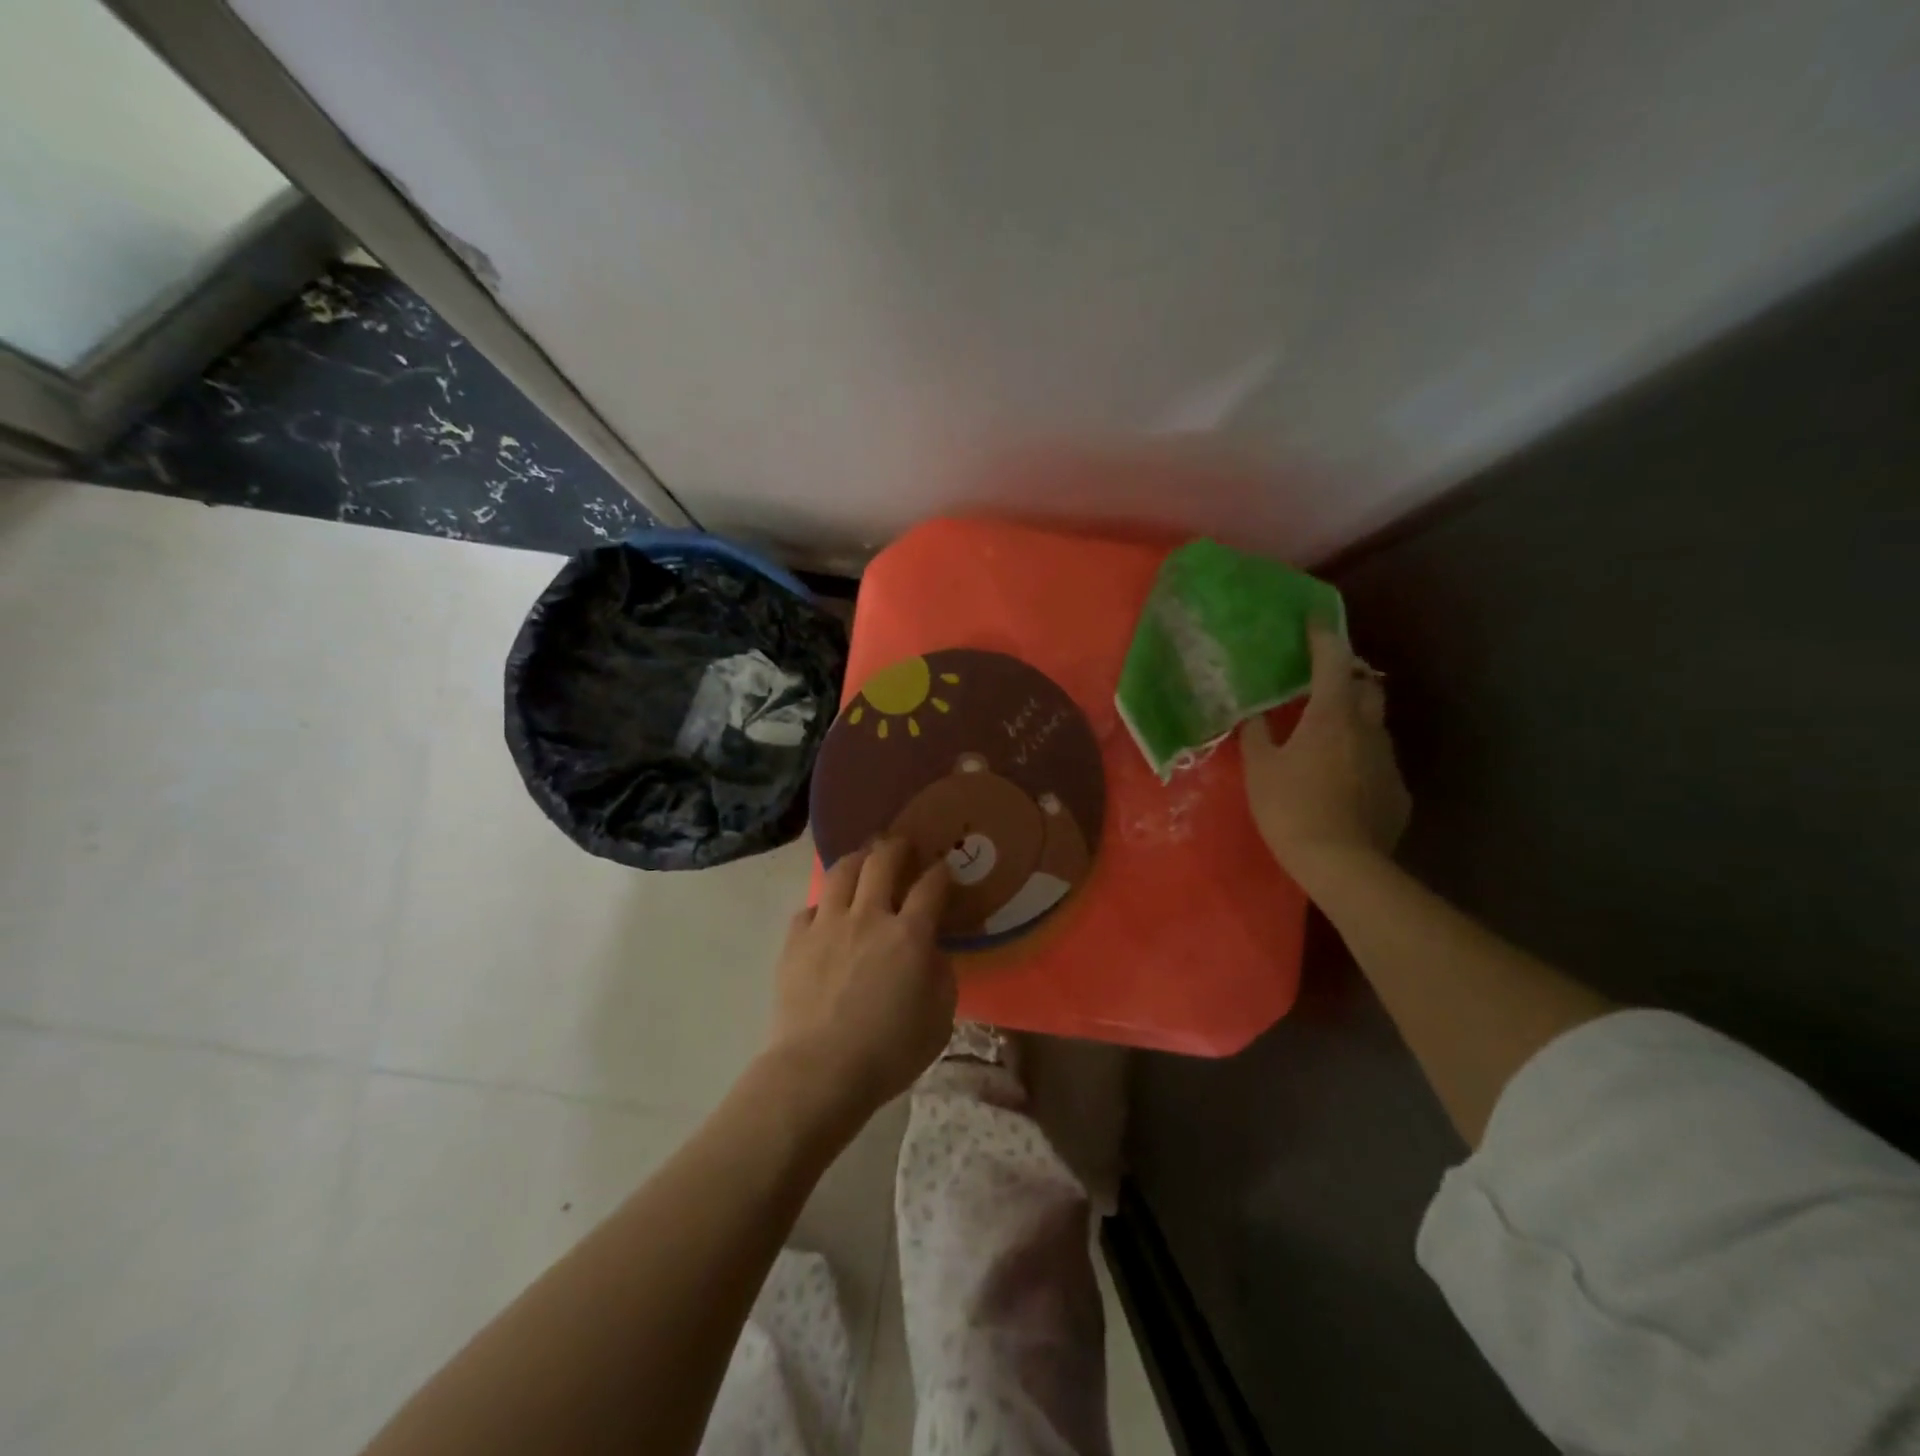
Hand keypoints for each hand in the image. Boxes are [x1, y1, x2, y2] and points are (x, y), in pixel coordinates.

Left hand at [765, 837, 954, 1121]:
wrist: (819, 1071)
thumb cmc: (888, 1052)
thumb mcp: (939, 1019)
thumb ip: (941, 976)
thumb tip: (931, 952)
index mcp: (909, 935)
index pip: (931, 885)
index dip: (941, 871)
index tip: (943, 869)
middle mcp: (869, 917)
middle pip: (883, 861)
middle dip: (897, 846)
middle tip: (903, 845)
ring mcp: (827, 924)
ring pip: (842, 871)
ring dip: (858, 858)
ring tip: (864, 859)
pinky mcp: (795, 940)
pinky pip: (811, 906)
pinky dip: (824, 904)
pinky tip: (828, 912)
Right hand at [1241, 625, 1409, 884]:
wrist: (1341, 863)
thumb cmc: (1291, 808)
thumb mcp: (1260, 769)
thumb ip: (1256, 734)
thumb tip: (1252, 713)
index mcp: (1331, 717)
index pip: (1333, 662)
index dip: (1324, 637)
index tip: (1316, 620)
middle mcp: (1367, 730)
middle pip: (1366, 687)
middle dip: (1348, 679)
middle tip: (1322, 686)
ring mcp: (1387, 761)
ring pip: (1373, 726)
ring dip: (1353, 721)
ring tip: (1327, 738)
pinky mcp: (1397, 791)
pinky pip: (1378, 763)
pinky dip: (1361, 760)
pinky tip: (1341, 782)